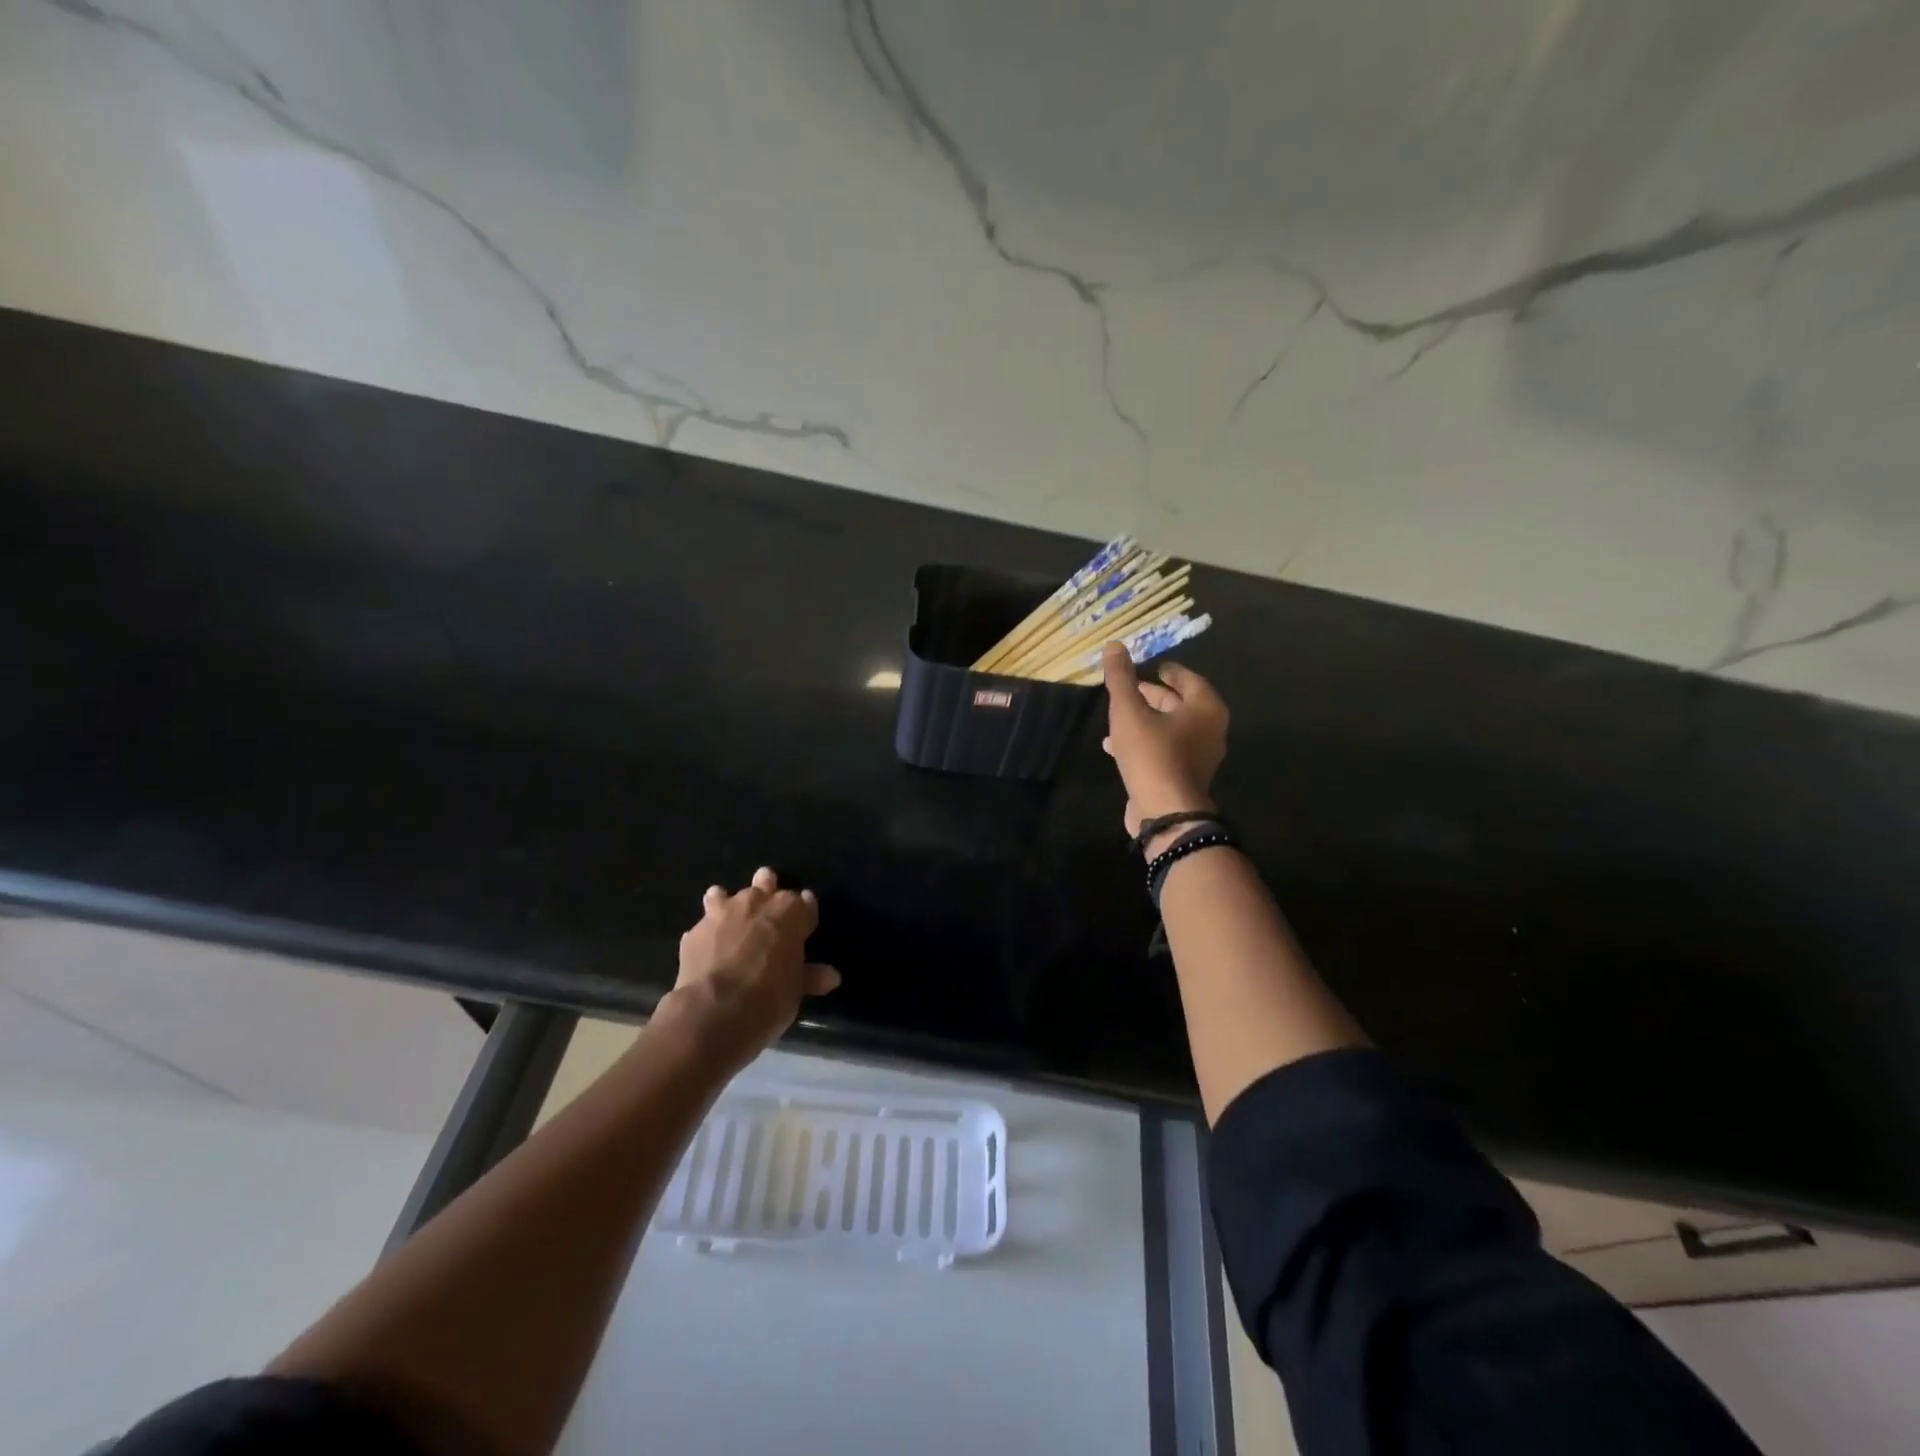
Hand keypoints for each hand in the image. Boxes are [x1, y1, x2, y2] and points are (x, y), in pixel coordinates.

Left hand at [658, 867, 839, 1071]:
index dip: (804, 912)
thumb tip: (831, 976)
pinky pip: (703, 926)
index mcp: (789, 912)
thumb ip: (809, 976)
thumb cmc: (768, 999)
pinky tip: (706, 949)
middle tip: (767, 909)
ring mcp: (721, 913)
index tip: (804, 923)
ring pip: (724, 894)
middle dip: (767, 891)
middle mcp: (756, 902)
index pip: (804, 903)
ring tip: (729, 919)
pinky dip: (707, 934)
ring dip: (727, 902)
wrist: (713, 1013)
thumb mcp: (795, 991)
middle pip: (765, 883)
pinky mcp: (694, 932)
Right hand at [1101, 642, 1228, 850]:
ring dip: (1146, 720)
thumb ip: (1121, 678)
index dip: (1170, 672)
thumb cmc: (1152, 754)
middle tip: (1133, 688)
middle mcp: (1210, 730)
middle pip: (1182, 705)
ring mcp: (1199, 757)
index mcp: (1205, 709)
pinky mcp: (1184, 777)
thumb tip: (1114, 645)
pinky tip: (1115, 747)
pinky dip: (1145, 742)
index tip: (1156, 667)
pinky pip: (1165, 750)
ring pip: (1171, 729)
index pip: (1189, 680)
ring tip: (1119, 715)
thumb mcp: (1129, 711)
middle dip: (1155, 696)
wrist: (1165, 812)